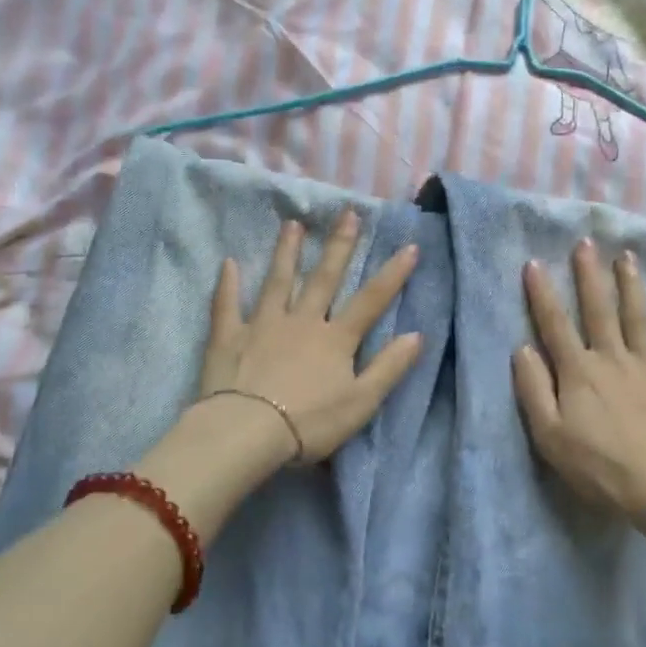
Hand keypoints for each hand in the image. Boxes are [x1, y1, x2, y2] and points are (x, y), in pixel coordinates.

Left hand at [197, 211, 422, 463]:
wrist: (248, 433)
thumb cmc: (310, 423)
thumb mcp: (361, 402)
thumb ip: (389, 367)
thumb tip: (418, 334)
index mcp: (335, 339)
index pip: (371, 301)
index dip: (393, 274)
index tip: (409, 245)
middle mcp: (302, 321)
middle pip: (324, 279)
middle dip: (339, 246)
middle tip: (348, 213)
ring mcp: (264, 324)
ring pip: (278, 281)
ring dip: (287, 252)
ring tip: (292, 224)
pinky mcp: (230, 336)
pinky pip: (228, 305)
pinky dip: (228, 284)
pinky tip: (228, 263)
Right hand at [511, 241, 645, 528]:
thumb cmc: (598, 466)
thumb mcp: (550, 436)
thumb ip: (533, 389)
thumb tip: (522, 348)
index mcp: (579, 371)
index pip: (555, 324)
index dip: (542, 294)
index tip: (533, 263)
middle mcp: (612, 358)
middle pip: (599, 309)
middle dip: (589, 274)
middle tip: (586, 242)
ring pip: (638, 318)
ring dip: (632, 286)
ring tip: (628, 257)